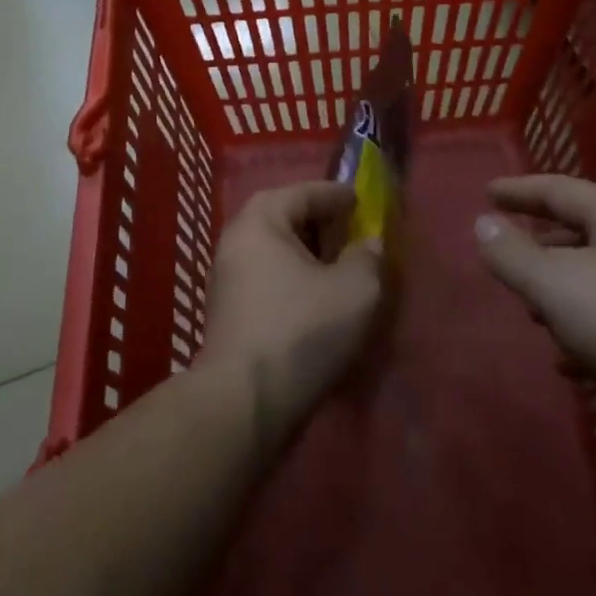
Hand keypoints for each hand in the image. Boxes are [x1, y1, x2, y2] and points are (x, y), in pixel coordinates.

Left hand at [201, 181, 382, 446]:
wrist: (245, 402)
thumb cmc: (301, 330)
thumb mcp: (355, 289)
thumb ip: (367, 257)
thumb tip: (368, 245)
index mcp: (260, 221)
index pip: (303, 192)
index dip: (337, 195)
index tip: (363, 202)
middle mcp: (236, 242)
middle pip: (284, 219)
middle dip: (321, 224)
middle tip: (353, 233)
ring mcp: (227, 280)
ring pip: (276, 253)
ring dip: (308, 256)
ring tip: (341, 268)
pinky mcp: (229, 314)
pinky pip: (268, 280)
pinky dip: (294, 280)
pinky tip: (318, 300)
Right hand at [475, 175, 595, 409]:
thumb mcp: (557, 285)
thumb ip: (513, 255)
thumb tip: (481, 223)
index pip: (559, 190)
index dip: (520, 191)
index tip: (488, 193)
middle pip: (582, 233)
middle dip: (541, 246)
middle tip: (509, 255)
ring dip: (563, 292)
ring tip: (533, 312)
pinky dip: (588, 330)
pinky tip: (571, 362)